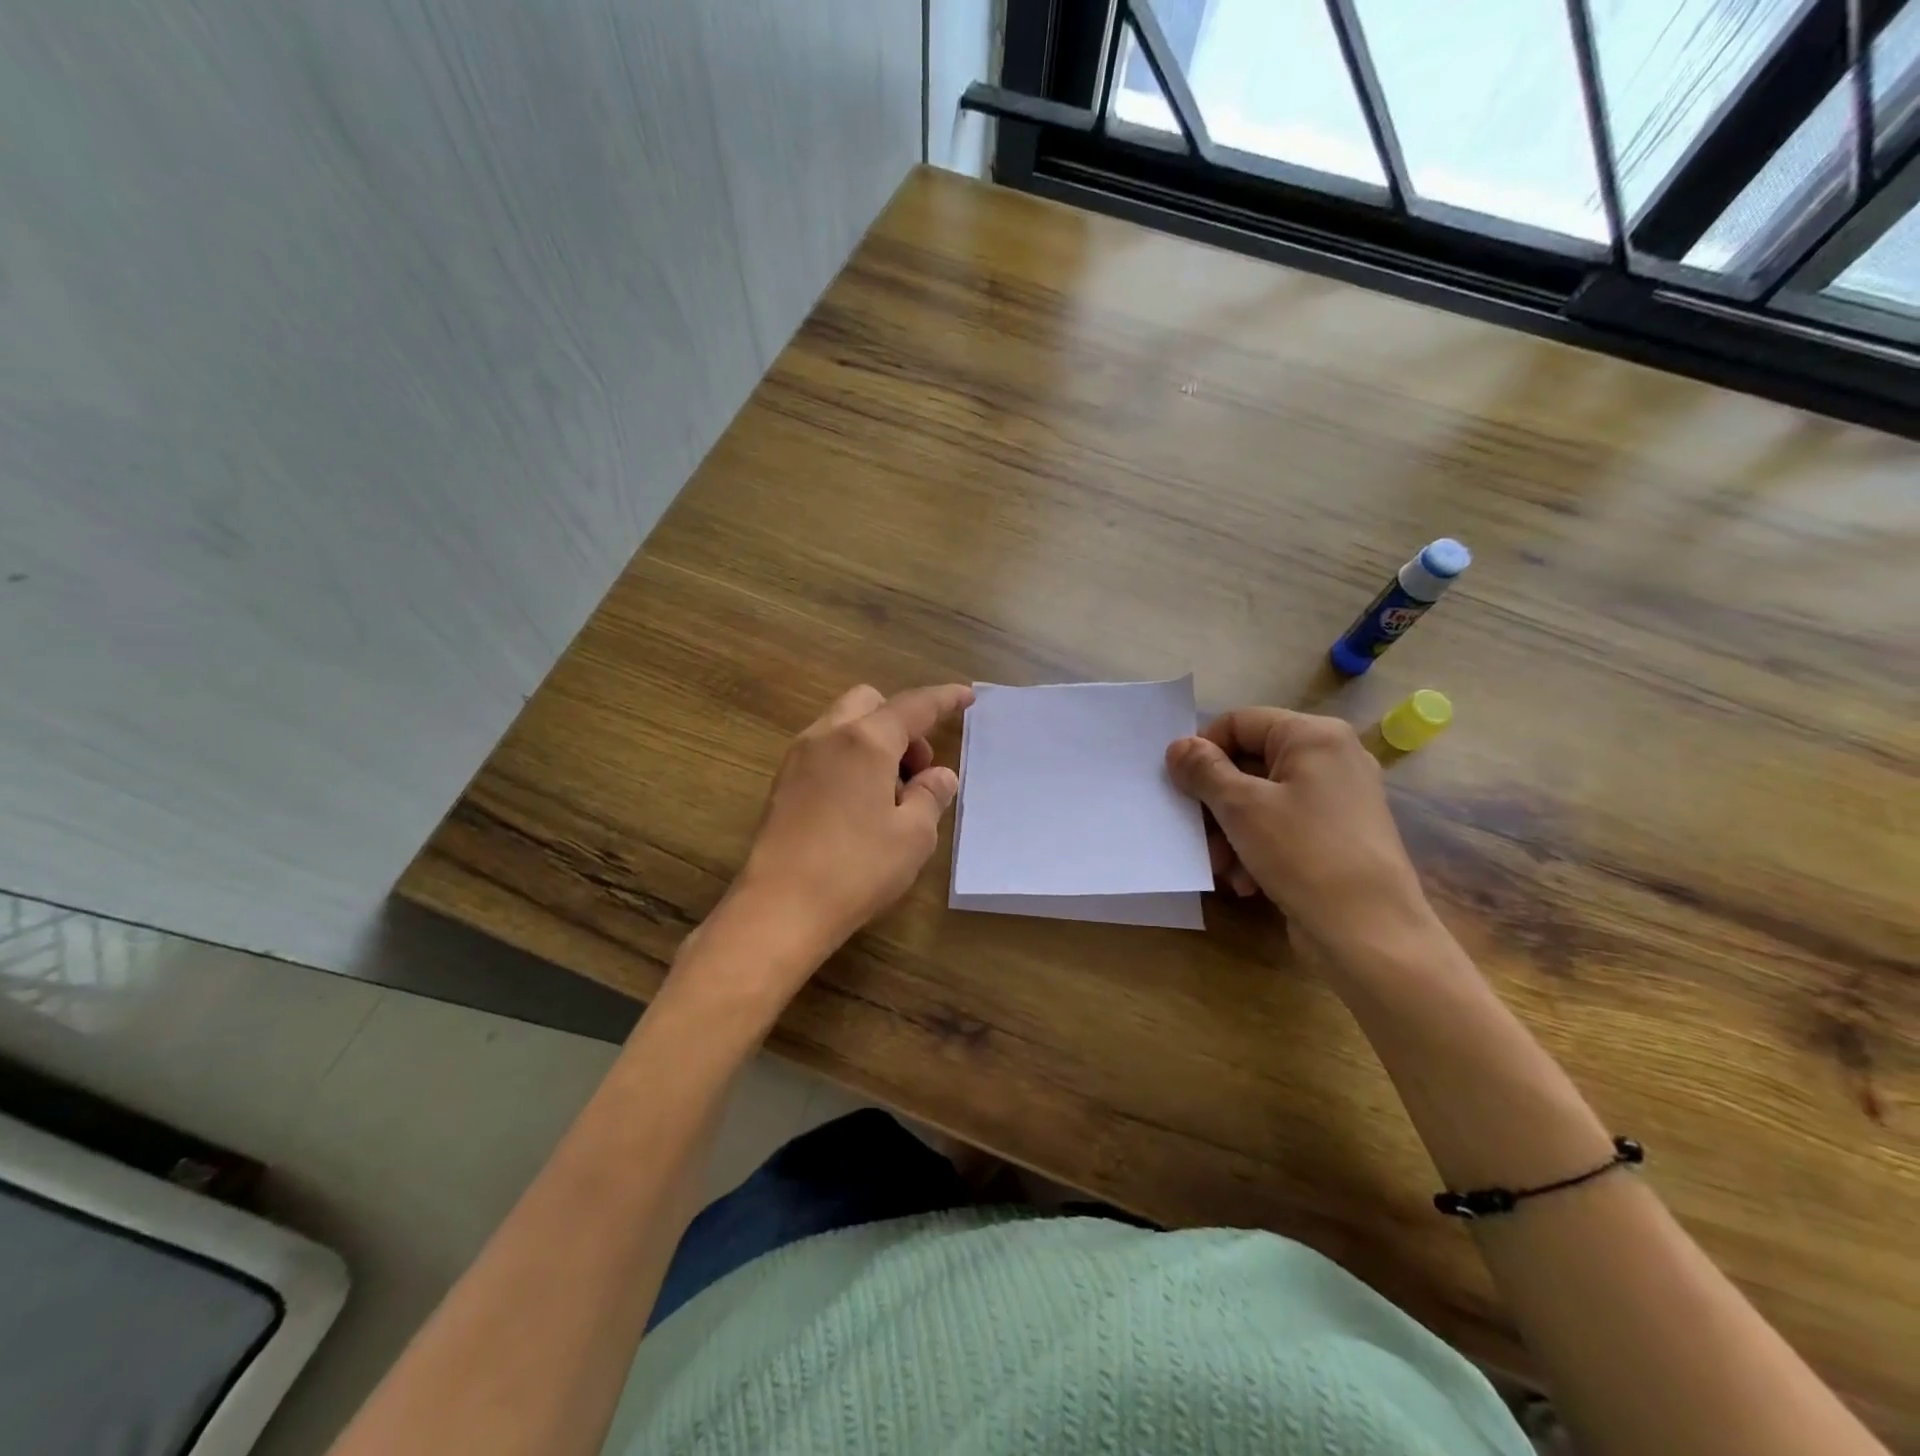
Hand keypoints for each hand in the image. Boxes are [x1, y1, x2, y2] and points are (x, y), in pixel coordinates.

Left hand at [730, 682, 973, 962]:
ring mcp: (798, 758)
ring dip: (874, 741)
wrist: (779, 908)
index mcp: (865, 740)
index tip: (966, 696)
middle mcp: (827, 736)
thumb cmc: (856, 868)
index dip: (944, 699)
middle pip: (870, 703)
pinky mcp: (782, 784)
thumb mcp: (913, 835)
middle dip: (901, 723)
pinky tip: (859, 805)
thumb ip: (930, 795)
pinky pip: (825, 751)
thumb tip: (939, 776)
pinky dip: (850, 759)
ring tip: (891, 794)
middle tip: (918, 769)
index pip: (913, 706)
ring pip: (843, 725)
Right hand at [1165, 708, 1433, 955]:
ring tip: (1221, 867)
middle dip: (1216, 802)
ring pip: (1261, 800)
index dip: (1204, 750)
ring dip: (1230, 832)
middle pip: (1249, 763)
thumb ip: (1203, 770)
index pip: (1239, 722)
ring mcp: (1338, 800)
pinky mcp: (1337, 837)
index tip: (1180, 786)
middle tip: (1196, 833)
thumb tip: (1178, 746)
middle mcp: (1331, 758)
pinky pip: (1283, 827)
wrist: (1370, 935)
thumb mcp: (1241, 807)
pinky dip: (1257, 848)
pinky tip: (1246, 882)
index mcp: (1314, 736)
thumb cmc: (1303, 854)